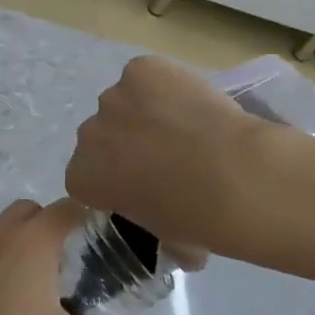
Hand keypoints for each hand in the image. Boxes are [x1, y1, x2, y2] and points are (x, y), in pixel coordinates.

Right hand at [66, 56, 288, 265]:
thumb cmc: (195, 220)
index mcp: (81, 179)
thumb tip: (175, 244)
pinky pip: (147, 75)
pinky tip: (192, 102)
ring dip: (145, 113)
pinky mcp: (140, 69)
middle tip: (168, 157)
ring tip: (187, 127)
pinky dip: (165, 84)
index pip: (86, 177)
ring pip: (124, 103)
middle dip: (125, 145)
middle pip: (101, 137)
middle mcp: (87, 135)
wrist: (233, 177)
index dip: (114, 179)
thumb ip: (153, 230)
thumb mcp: (164, 240)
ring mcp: (112, 98)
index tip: (142, 186)